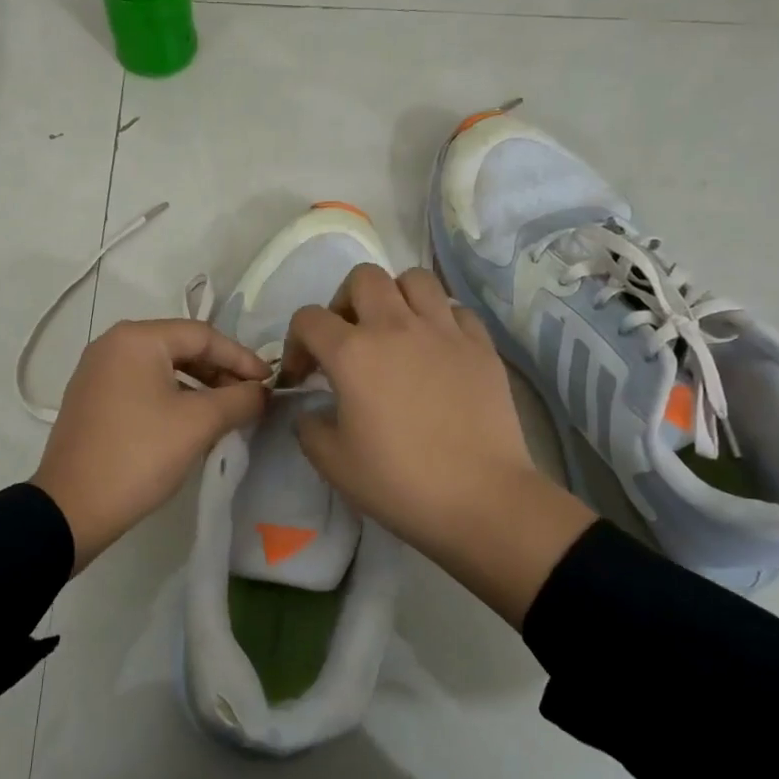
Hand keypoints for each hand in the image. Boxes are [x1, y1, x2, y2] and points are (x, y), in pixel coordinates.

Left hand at [32, 319, 269, 571]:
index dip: (241, 357)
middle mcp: (112, 344)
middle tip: (250, 397)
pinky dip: (172, 397)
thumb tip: (262, 391)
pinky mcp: (92, 399)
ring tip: (226, 412)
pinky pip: (142, 386)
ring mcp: (97, 372)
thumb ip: (239, 399)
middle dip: (220, 371)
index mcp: (136, 338)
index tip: (269, 382)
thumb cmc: (139, 455)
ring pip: (162, 368)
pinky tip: (191, 422)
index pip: (203, 335)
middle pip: (180, 347)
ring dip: (199, 386)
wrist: (72, 508)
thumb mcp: (198, 424)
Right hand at [281, 266, 594, 625]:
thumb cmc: (399, 482)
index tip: (304, 377)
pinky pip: (455, 310)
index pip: (309, 319)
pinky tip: (437, 350)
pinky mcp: (481, 345)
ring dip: (396, 298)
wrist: (481, 499)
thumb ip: (309, 428)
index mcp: (352, 353)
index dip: (297, 343)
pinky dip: (440, 320)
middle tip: (348, 339)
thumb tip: (313, 411)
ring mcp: (444, 331)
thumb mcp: (333, 463)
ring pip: (414, 279)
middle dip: (345, 301)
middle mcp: (396, 327)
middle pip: (363, 278)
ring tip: (395, 332)